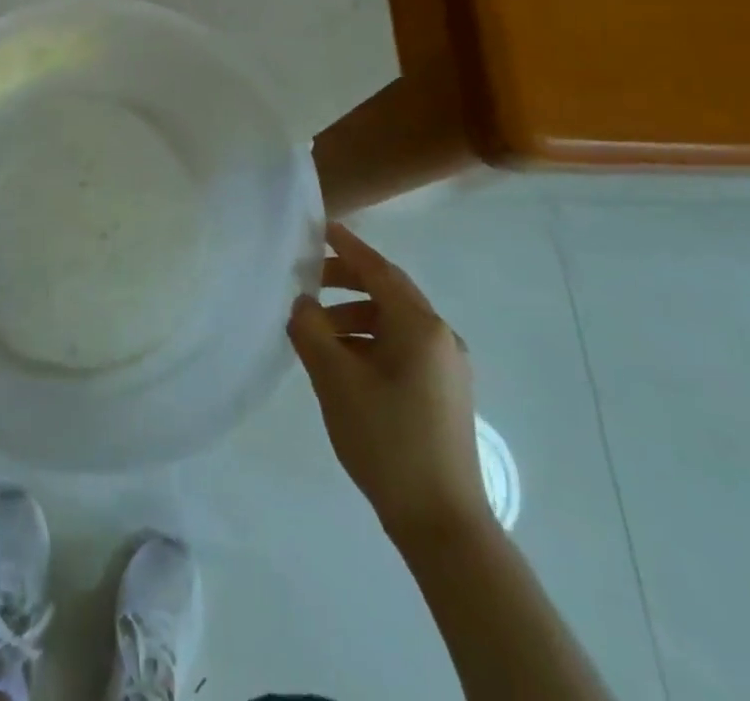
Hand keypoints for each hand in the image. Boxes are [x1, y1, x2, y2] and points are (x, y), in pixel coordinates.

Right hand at [287, 222, 492, 552]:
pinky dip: (369, 342)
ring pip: (393, 323)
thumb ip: (311, 330)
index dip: (347, 246)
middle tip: (307, 281)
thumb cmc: (387, 439)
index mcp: (420, 326)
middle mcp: (440, 337)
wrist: (442, 523)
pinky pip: (401, 348)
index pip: (378, 269)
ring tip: (317, 333)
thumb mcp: (335, 379)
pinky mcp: (444, 392)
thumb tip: (302, 304)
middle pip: (388, 292)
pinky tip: (342, 364)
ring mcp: (447, 367)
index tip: (320, 227)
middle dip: (346, 282)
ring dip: (353, 317)